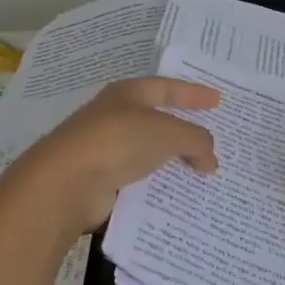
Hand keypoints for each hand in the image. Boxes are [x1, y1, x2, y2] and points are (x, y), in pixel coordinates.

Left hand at [14, 77, 219, 233]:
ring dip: (172, 162)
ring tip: (203, 173)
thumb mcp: (168, 133)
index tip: (218, 100)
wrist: (67, 183)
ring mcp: (106, 149)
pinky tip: (178, 196)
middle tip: (212, 140)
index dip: (193, 94)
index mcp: (128, 94)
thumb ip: (196, 140)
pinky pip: (139, 181)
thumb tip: (210, 159)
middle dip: (184, 130)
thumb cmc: (119, 141)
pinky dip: (158, 186)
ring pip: (149, 153)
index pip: (167, 88)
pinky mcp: (102, 181)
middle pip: (158, 121)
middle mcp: (116, 117)